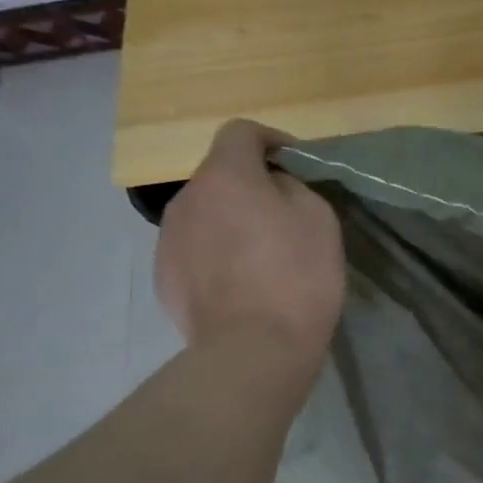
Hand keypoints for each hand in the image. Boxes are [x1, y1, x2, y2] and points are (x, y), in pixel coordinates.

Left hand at [155, 121, 344, 361]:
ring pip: (204, 216)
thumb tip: (272, 186)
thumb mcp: (318, 218)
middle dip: (250, 187)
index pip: (240, 132)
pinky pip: (194, 252)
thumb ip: (293, 187)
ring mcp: (168, 240)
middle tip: (284, 216)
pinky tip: (240, 286)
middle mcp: (187, 199)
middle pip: (220, 177)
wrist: (254, 350)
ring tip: (260, 256)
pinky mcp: (163, 279)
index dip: (271, 140)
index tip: (296, 163)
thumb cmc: (297, 277)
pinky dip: (215, 257)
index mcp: (225, 176)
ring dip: (230, 223)